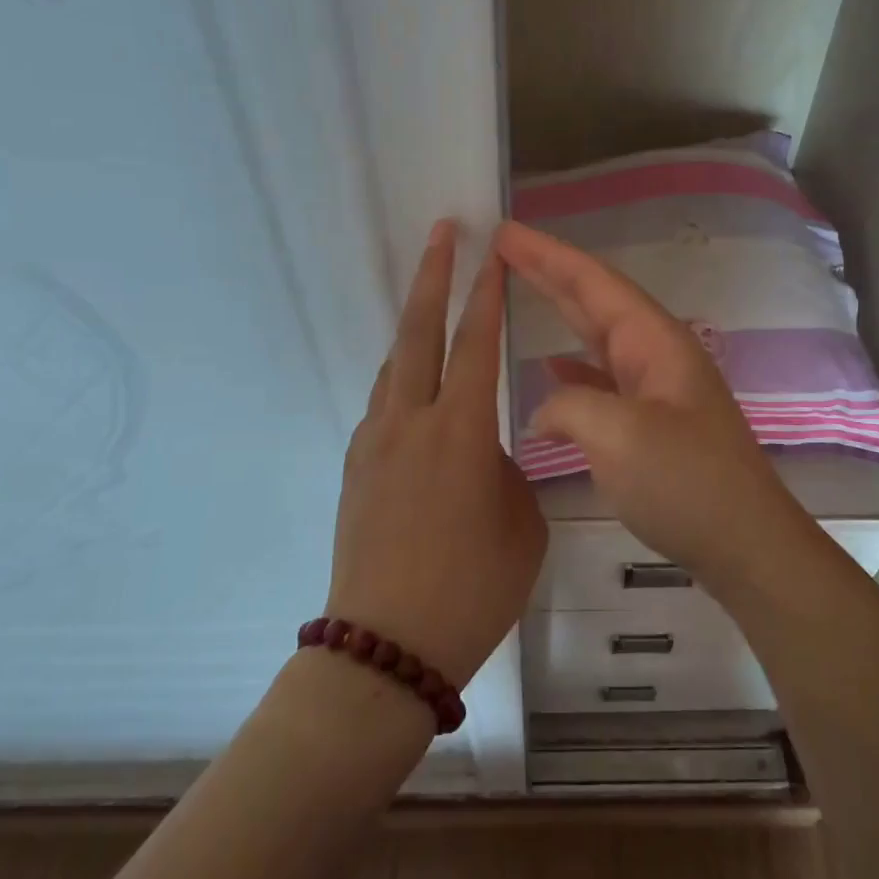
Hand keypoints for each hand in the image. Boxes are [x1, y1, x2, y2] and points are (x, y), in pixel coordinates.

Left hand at [325, 221, 546, 687]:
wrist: (387, 645)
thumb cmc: (472, 588)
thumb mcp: (522, 524)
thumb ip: (510, 470)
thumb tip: (490, 451)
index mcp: (460, 430)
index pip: (476, 343)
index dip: (487, 293)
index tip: (494, 252)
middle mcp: (410, 421)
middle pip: (419, 331)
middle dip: (434, 275)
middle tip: (444, 232)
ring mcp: (374, 441)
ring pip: (395, 364)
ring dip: (413, 326)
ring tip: (432, 304)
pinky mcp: (355, 466)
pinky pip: (383, 403)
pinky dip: (402, 378)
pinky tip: (416, 390)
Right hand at [496, 221, 802, 581]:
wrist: (745, 544)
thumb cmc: (686, 482)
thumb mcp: (619, 436)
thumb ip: (570, 406)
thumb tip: (545, 409)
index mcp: (654, 342)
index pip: (594, 283)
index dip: (548, 256)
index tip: (507, 233)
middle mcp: (656, 354)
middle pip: (596, 300)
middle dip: (550, 272)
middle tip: (504, 248)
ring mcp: (656, 389)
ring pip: (598, 337)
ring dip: (560, 312)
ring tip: (519, 291)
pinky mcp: (652, 422)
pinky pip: (603, 379)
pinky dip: (574, 368)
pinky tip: (550, 370)